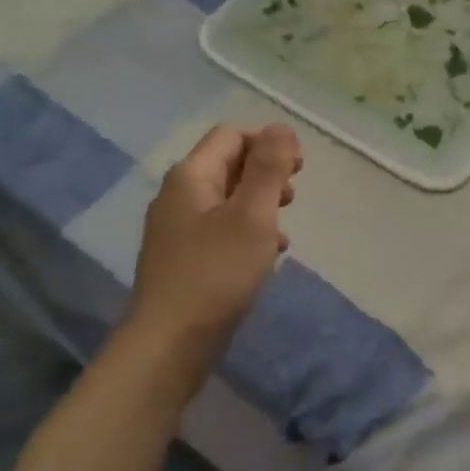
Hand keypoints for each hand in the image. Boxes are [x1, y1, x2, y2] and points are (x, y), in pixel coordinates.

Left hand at [129, 124, 301, 357]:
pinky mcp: (184, 258)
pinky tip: (267, 256)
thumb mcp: (252, 216)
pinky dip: (247, 232)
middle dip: (265, 173)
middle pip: (227, 165)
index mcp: (190, 177)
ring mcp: (177, 229)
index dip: (267, 141)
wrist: (170, 343)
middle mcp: (178, 196)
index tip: (299, 167)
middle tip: (294, 195)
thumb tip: (282, 127)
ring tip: (284, 228)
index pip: (230, 135)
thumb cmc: (216, 274)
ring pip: (226, 199)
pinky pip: (220, 229)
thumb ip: (268, 169)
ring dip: (259, 204)